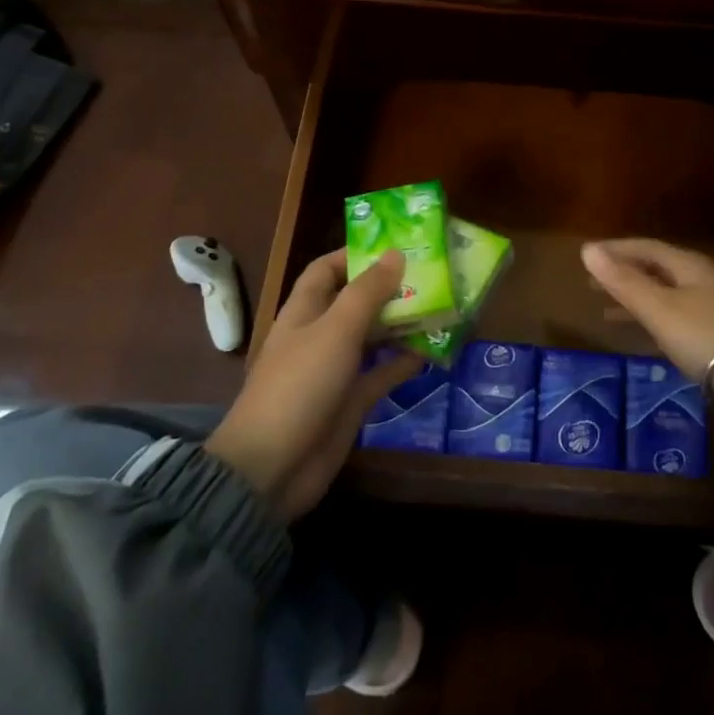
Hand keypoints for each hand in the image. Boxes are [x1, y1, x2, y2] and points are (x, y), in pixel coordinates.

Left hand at [206, 249, 421, 519]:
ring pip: (373, 336)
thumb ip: (367, 292)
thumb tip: (396, 253)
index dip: (355, 255)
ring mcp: (335, 369)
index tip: (395, 247)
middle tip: (431, 275)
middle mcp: (320, 334)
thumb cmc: (300, 385)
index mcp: (304, 311)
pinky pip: (381, 373)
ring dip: (401, 323)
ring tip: (440, 306)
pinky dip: (404, 361)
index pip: (327, 269)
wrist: (273, 468)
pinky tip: (432, 350)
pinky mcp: (350, 401)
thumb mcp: (335, 330)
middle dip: (389, 288)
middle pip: (356, 301)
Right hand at [580, 238, 713, 449]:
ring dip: (637, 302)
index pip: (646, 248)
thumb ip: (624, 282)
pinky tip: (646, 341)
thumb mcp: (660, 309)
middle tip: (590, 284)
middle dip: (624, 275)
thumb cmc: (711, 339)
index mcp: (690, 267)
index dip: (616, 250)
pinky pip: (678, 324)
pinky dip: (655, 326)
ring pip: (667, 299)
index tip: (587, 256)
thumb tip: (587, 249)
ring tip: (607, 313)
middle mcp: (704, 283)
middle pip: (657, 271)